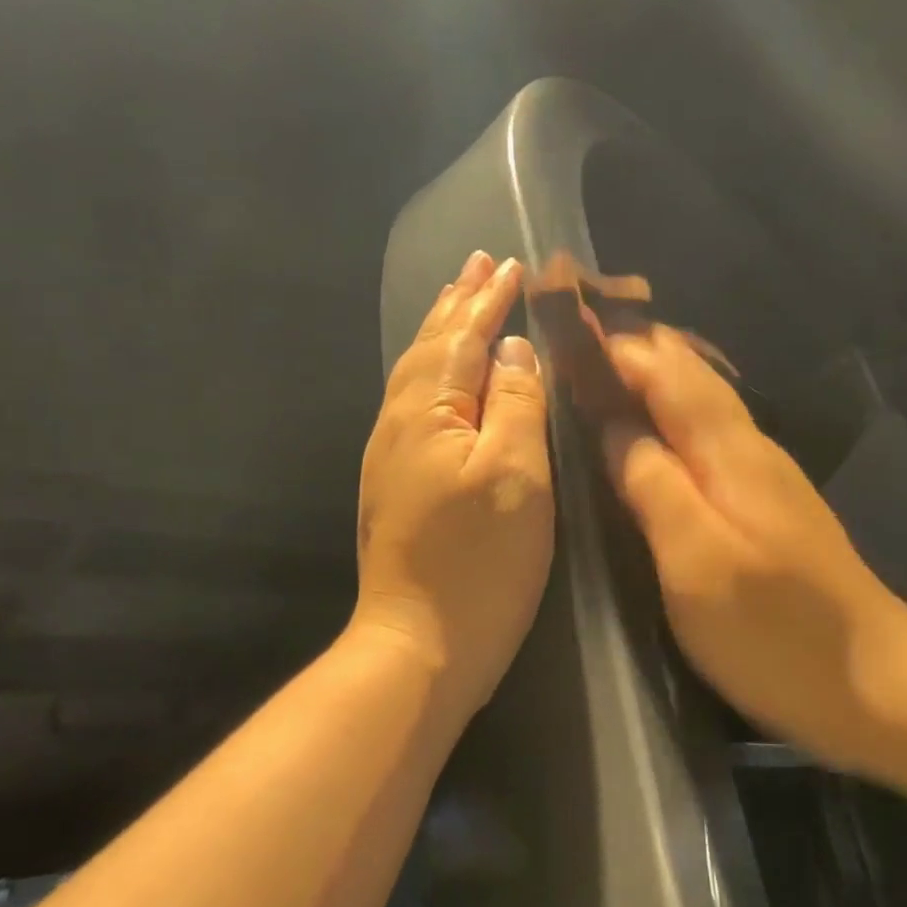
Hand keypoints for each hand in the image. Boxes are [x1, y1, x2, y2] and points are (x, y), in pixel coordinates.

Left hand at [353, 251, 553, 712]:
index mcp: (428, 411)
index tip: (510, 262)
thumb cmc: (478, 561)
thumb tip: (511, 350)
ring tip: (459, 302)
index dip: (489, 300)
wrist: (418, 644)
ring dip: (440, 331)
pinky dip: (433, 371)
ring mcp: (390, 455)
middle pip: (429, 346)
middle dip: (457, 303)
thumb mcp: (515, 475)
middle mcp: (398, 422)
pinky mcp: (395, 483)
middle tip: (478, 263)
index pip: (463, 338)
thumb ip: (516, 403)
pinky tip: (443, 377)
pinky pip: (414, 403)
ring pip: (416, 373)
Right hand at [603, 326, 906, 759]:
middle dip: (633, 352)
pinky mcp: (765, 505)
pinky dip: (668, 419)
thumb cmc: (772, 628)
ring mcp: (762, 476)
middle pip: (689, 375)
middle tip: (573, 345)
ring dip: (650, 381)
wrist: (872, 683)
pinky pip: (706, 437)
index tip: (564, 328)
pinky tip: (646, 438)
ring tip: (596, 377)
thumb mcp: (694, 559)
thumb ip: (651, 484)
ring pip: (699, 402)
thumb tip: (612, 427)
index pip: (667, 370)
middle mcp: (748, 448)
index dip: (616, 346)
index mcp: (728, 451)